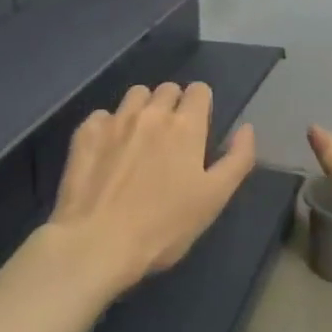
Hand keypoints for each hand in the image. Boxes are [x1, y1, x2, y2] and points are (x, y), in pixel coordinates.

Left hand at [48, 81, 256, 291]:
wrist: (97, 242)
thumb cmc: (164, 227)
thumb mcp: (215, 199)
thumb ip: (238, 159)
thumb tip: (247, 128)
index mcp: (186, 126)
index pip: (199, 90)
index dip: (201, 105)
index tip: (199, 129)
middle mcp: (151, 113)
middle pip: (167, 89)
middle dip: (173, 105)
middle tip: (170, 139)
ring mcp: (114, 120)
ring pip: (135, 95)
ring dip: (142, 109)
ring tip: (139, 140)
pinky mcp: (85, 133)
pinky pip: (102, 115)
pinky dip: (109, 127)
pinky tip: (108, 152)